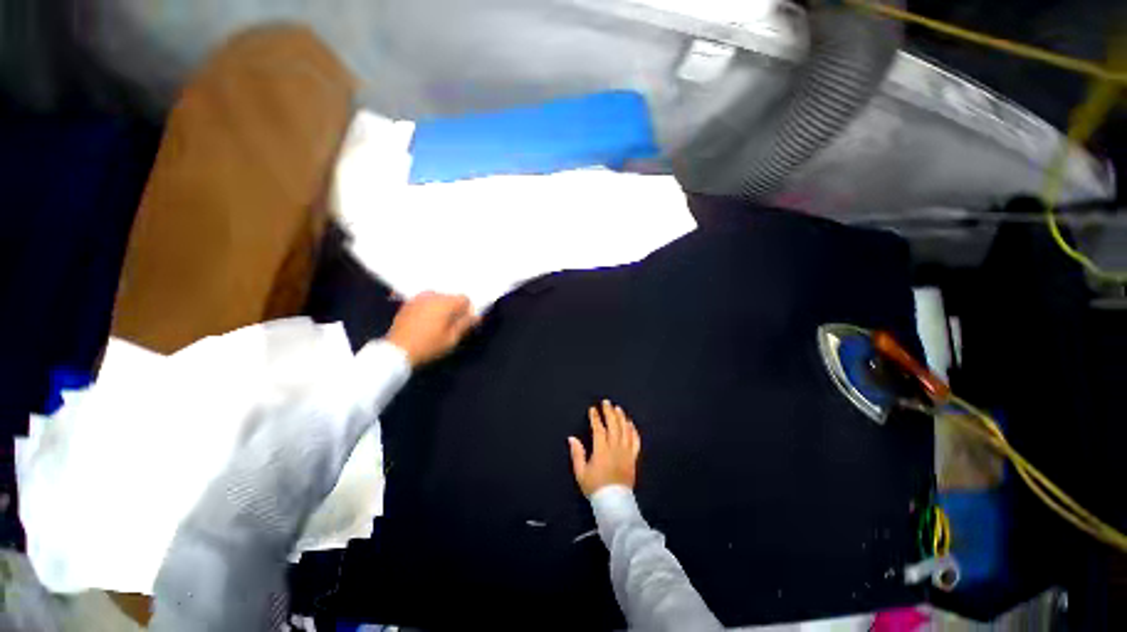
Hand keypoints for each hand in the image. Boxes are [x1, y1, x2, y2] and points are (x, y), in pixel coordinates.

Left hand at [385, 292, 477, 366]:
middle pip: (451, 297)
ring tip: (437, 324)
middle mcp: (432, 296)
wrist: (397, 351)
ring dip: (441, 308)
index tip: (463, 323)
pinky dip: (429, 308)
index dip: (467, 311)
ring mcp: (418, 298)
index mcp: (446, 303)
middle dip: (454, 308)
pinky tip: (425, 322)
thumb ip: (465, 324)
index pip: (465, 299)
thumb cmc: (428, 346)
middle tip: (451, 325)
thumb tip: (476, 316)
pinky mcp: (408, 303)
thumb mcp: (452, 338)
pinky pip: (425, 301)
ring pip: (438, 298)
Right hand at [568, 400, 641, 496]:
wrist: (614, 503)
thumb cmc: (595, 487)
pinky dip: (633, 431)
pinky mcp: (633, 458)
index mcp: (602, 450)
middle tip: (606, 402)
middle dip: (609, 412)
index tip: (592, 409)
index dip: (595, 418)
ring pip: (625, 431)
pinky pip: (635, 441)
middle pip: (613, 426)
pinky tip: (630, 424)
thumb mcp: (581, 472)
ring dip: (621, 418)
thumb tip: (572, 438)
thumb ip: (577, 454)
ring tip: (618, 409)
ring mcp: (626, 452)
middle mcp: (615, 448)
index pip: (599, 429)